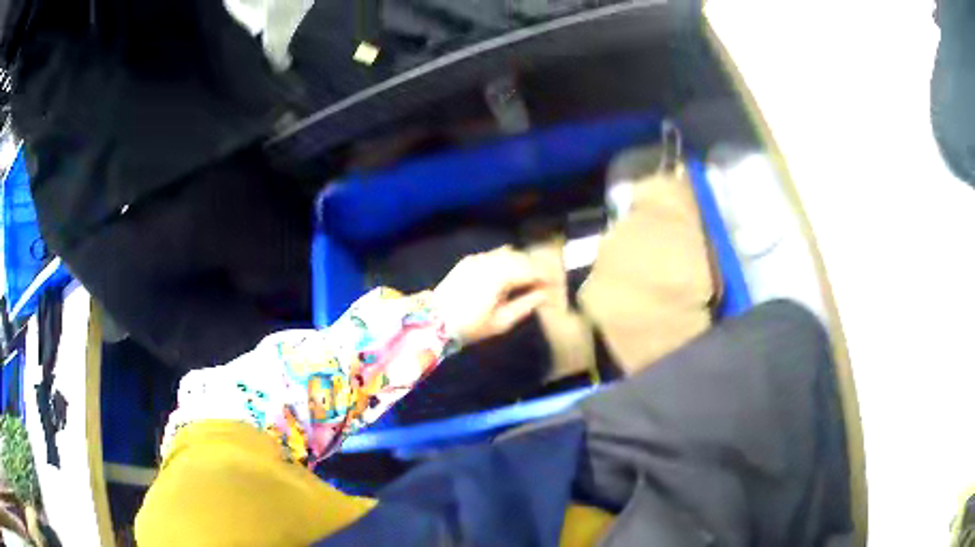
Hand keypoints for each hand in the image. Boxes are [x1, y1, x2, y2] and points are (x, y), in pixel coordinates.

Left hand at [432, 246, 549, 344]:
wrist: (434, 320)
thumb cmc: (470, 325)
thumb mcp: (501, 322)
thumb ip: (526, 305)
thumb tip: (544, 295)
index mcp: (500, 276)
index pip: (531, 270)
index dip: (546, 276)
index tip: (556, 284)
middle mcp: (490, 261)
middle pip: (521, 258)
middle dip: (536, 267)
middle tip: (546, 280)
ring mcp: (478, 258)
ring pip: (508, 253)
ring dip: (521, 262)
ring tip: (529, 277)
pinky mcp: (470, 260)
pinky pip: (494, 255)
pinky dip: (506, 260)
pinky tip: (510, 272)